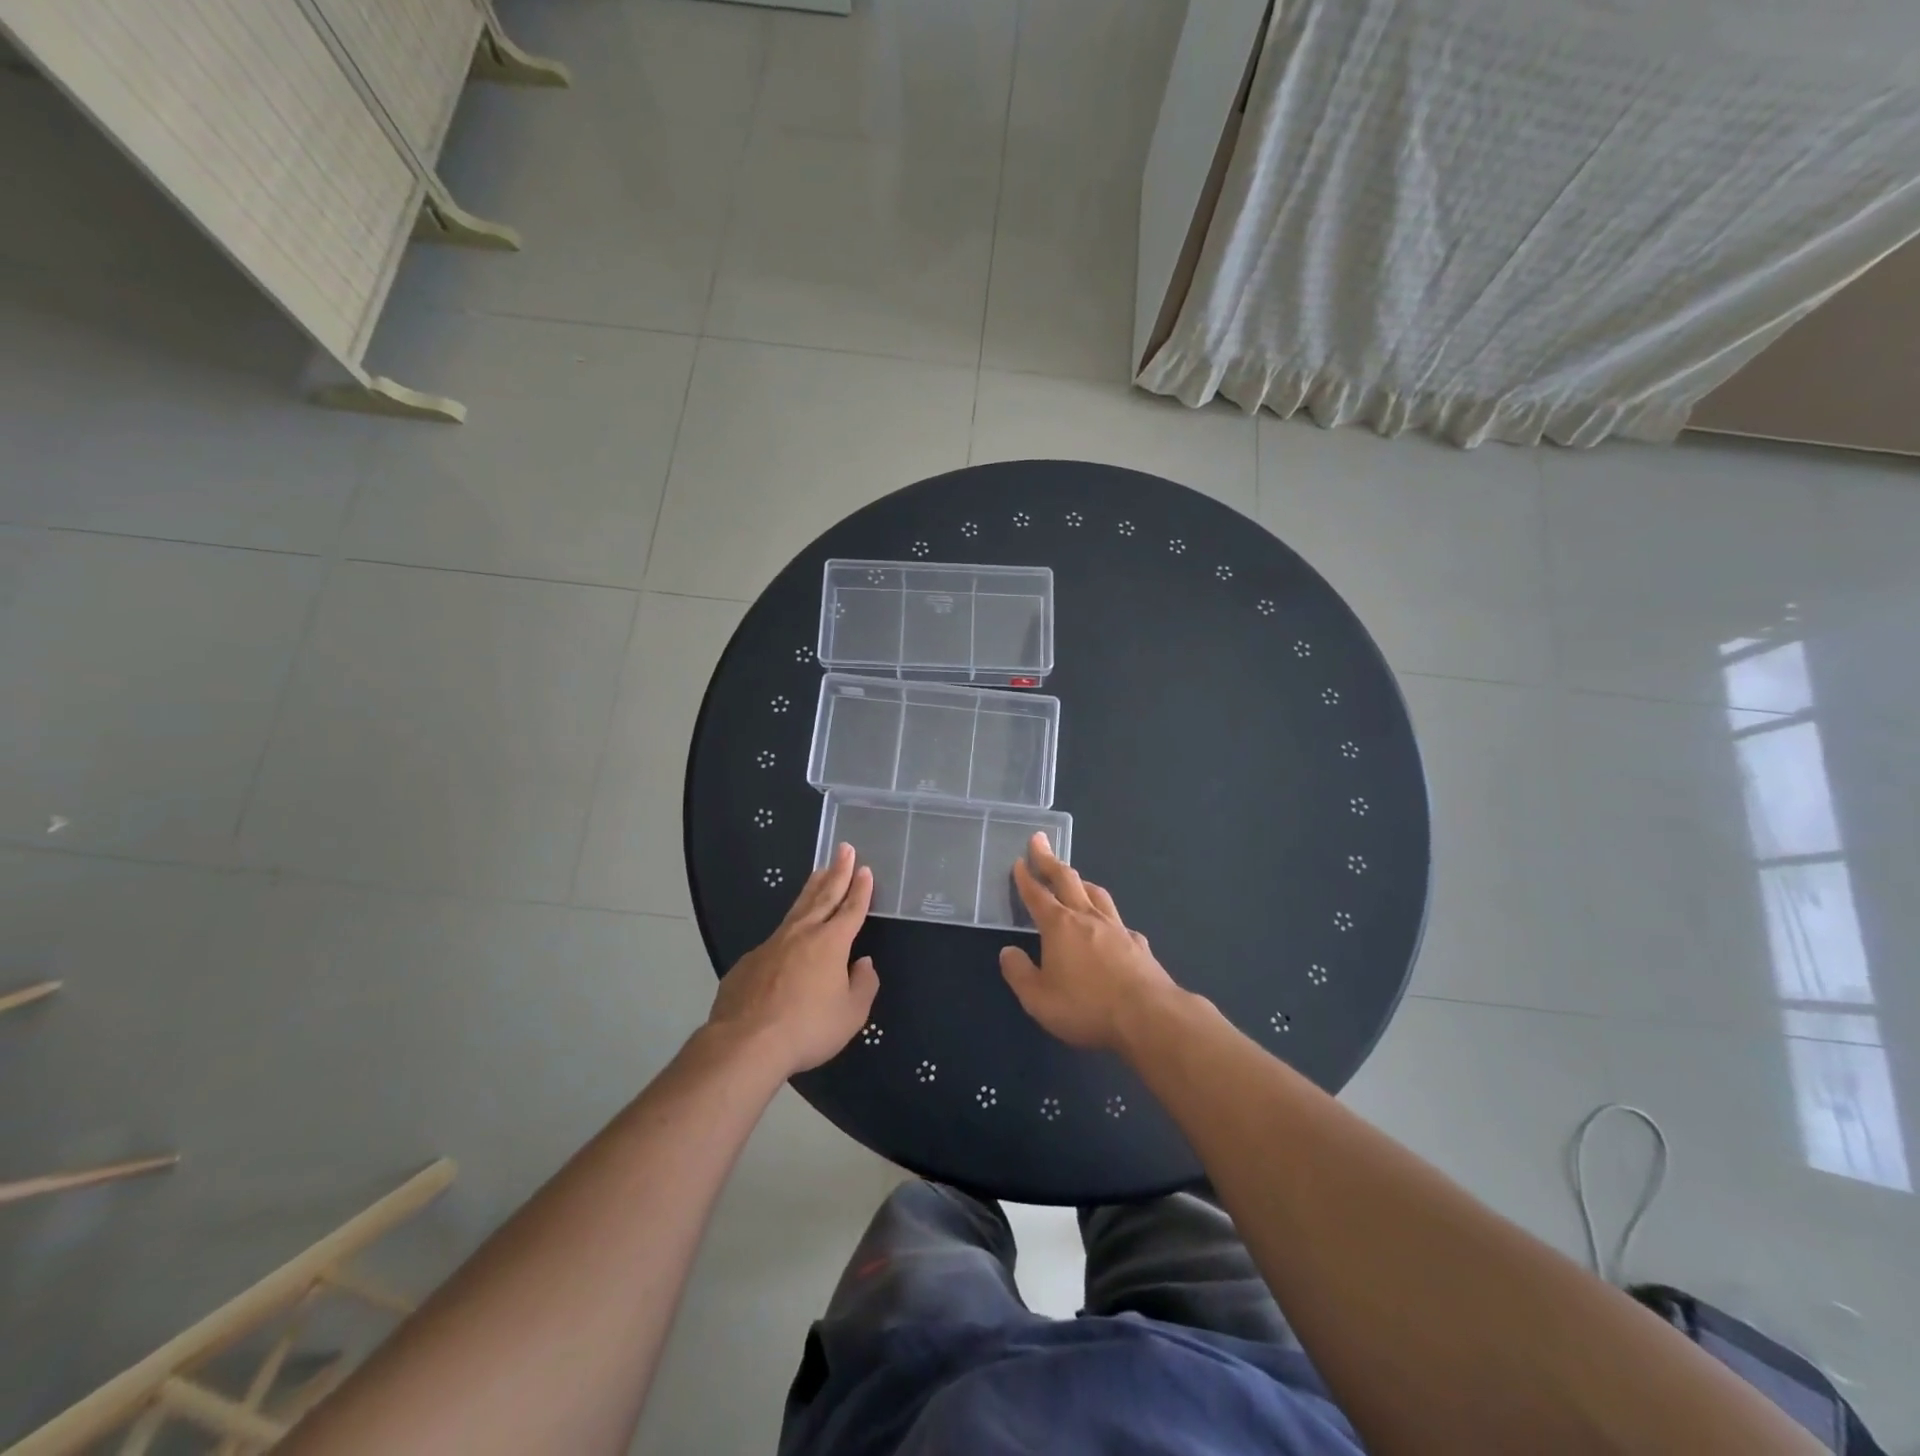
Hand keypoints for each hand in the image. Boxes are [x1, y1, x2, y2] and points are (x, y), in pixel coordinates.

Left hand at [708, 843, 878, 1075]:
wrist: (746, 1042)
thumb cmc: (807, 1027)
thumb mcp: (851, 1014)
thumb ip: (863, 985)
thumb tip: (863, 963)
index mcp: (831, 943)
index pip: (851, 909)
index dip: (860, 889)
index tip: (864, 868)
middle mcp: (802, 934)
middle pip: (823, 896)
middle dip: (837, 872)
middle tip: (843, 848)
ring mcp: (772, 944)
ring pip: (797, 909)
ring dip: (811, 888)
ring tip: (819, 871)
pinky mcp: (749, 961)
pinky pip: (775, 938)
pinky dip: (787, 928)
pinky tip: (787, 936)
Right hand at [998, 833, 1181, 1051]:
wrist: (1149, 1016)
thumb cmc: (1087, 1007)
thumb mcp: (1039, 999)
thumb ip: (1019, 973)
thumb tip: (1008, 952)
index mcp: (1060, 926)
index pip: (1037, 894)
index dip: (1025, 877)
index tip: (1019, 860)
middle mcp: (1087, 917)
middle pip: (1067, 880)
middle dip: (1050, 860)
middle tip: (1040, 841)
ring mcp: (1117, 928)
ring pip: (1096, 893)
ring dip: (1080, 881)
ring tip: (1074, 878)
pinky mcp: (1138, 944)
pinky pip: (1117, 920)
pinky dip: (1106, 915)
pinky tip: (1109, 925)